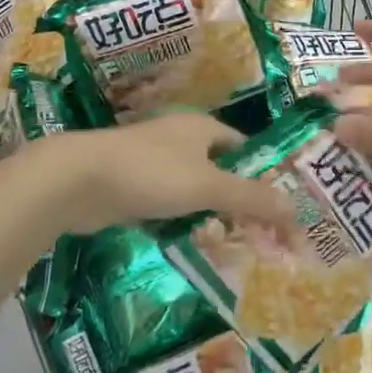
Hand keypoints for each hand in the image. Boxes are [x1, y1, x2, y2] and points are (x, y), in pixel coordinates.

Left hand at [47, 113, 299, 237]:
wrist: (77, 180)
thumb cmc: (151, 173)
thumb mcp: (208, 187)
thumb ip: (251, 198)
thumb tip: (295, 209)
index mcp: (204, 128)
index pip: (246, 148)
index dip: (264, 175)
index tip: (276, 206)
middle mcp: (182, 139)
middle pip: (222, 172)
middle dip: (236, 203)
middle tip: (253, 234)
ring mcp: (155, 162)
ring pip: (194, 191)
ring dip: (208, 216)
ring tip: (223, 244)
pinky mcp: (133, 185)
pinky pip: (168, 205)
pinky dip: (179, 222)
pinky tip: (186, 243)